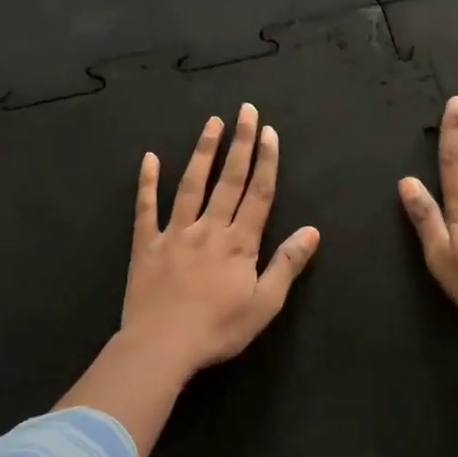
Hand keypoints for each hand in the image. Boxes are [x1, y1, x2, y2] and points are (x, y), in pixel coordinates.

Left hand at [119, 103, 320, 381]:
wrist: (163, 346)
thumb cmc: (219, 329)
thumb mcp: (265, 304)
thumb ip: (287, 264)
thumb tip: (311, 230)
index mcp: (239, 242)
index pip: (258, 194)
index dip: (266, 161)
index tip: (269, 132)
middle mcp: (209, 228)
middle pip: (228, 180)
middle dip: (240, 143)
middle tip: (246, 110)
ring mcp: (175, 233)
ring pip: (191, 185)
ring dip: (203, 152)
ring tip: (212, 123)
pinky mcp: (146, 244)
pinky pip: (146, 208)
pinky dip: (147, 182)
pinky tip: (150, 158)